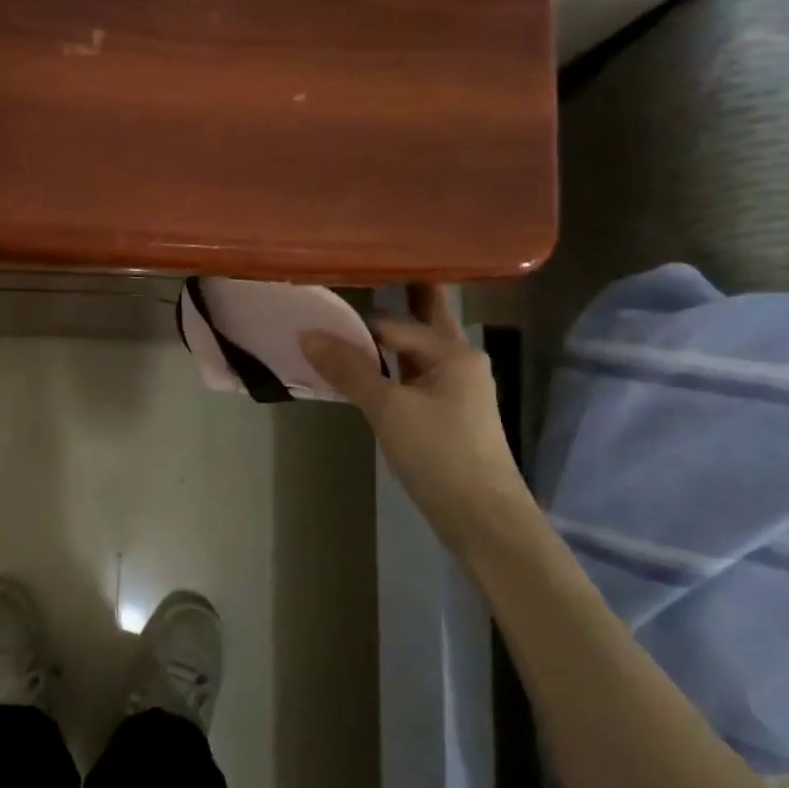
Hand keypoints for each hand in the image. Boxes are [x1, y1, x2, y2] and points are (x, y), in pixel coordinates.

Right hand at [302, 286, 527, 549]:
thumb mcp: (389, 409)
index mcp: (453, 352)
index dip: (357, 320)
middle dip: (401, 298)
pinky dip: (390, 367)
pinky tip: (367, 370)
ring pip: (415, 351)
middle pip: (424, 321)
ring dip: (388, 338)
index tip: (324, 307)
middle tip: (366, 272)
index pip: (395, 323)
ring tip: (352, 320)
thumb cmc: (439, 454)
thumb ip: (349, 370)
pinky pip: (412, 376)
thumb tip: (307, 334)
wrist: (481, 515)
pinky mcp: (446, 414)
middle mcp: (459, 362)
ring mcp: (455, 389)